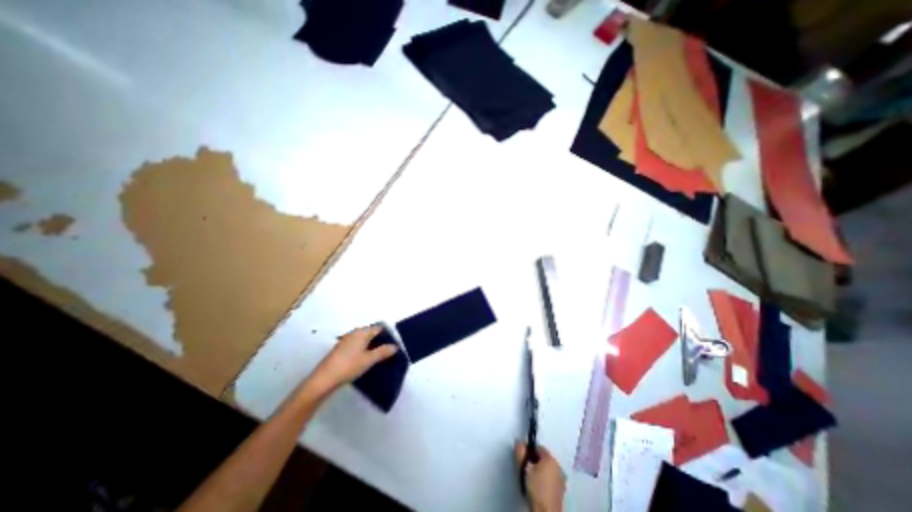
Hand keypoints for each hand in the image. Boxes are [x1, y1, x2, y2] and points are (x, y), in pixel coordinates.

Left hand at [309, 326, 397, 393]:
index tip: (394, 344)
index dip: (387, 335)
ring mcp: (346, 341)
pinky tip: (365, 360)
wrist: (323, 380)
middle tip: (388, 352)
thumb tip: (395, 346)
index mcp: (361, 332)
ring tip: (379, 357)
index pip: (378, 328)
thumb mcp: (369, 360)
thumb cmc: (349, 366)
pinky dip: (363, 350)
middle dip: (380, 340)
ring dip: (371, 346)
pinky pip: (356, 345)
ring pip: (363, 340)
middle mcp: (353, 333)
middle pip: (370, 333)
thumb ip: (383, 352)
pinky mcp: (340, 350)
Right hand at [515, 440, 567, 511]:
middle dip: (533, 460)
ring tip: (530, 478)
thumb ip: (520, 452)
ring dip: (538, 470)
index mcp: (551, 459)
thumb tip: (519, 442)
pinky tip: (537, 486)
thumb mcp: (524, 468)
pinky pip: (550, 478)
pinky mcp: (560, 490)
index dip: (528, 450)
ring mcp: (561, 479)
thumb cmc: (536, 488)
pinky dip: (544, 479)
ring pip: (547, 468)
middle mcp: (558, 466)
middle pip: (543, 457)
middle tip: (525, 468)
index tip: (522, 457)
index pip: (538, 447)